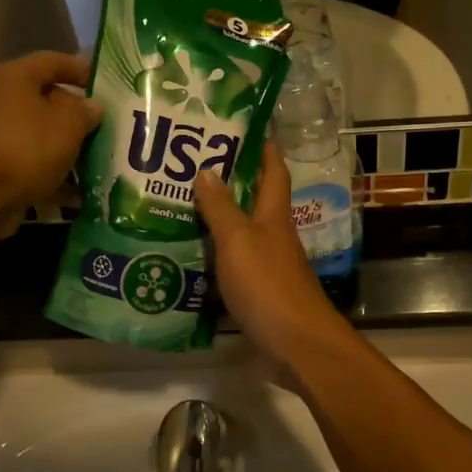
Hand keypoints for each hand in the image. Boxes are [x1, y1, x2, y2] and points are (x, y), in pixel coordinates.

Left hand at [0, 51, 101, 239]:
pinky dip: (53, 173)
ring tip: (98, 160)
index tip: (106, 84)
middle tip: (106, 126)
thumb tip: (92, 106)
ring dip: (68, 147)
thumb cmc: (26, 147)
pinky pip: (32, 163)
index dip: (81, 69)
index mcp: (14, 77)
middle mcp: (0, 100)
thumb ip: (86, 111)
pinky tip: (78, 191)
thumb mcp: (68, 124)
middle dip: (77, 114)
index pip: (53, 61)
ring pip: (41, 134)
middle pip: (46, 99)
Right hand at [194, 145, 348, 364]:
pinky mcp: (256, 294)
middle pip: (252, 202)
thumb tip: (207, 170)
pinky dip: (210, 260)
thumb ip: (221, 208)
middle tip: (187, 168)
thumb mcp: (239, 241)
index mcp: (273, 216)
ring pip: (238, 236)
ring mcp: (266, 267)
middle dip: (227, 184)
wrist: (296, 345)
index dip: (263, 148)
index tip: (243, 127)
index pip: (274, 171)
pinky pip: (229, 268)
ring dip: (213, 223)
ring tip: (175, 209)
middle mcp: (272, 237)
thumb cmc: (268, 285)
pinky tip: (184, 259)